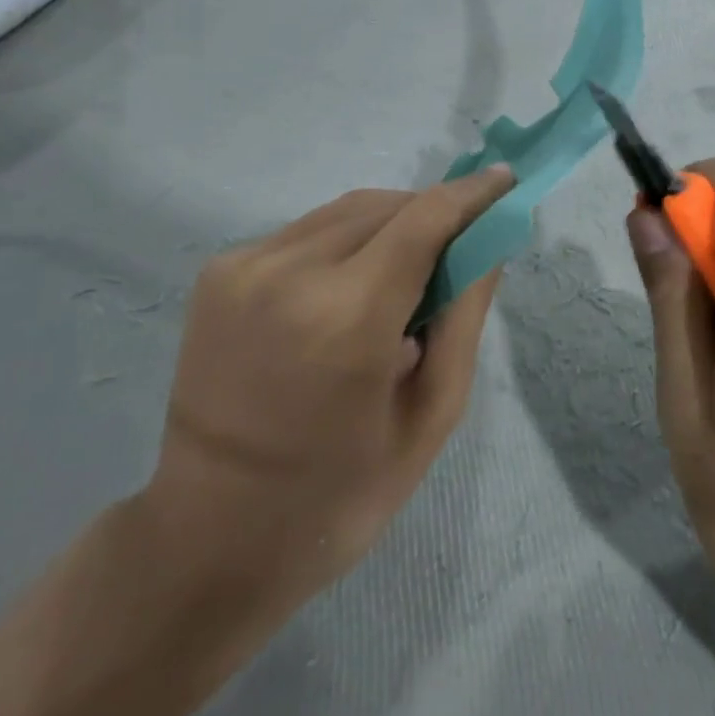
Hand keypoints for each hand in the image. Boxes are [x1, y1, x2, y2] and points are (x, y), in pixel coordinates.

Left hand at [142, 167, 513, 648]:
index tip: (506, 180)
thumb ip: (465, 317)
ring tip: (409, 272)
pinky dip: (345, 242)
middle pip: (385, 206)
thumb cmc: (339, 494)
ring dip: (390, 224)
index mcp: (348, 318)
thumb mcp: (430, 416)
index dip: (471, 194)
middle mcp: (290, 273)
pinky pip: (306, 232)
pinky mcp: (218, 272)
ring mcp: (244, 267)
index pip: (425, 219)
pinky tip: (352, 286)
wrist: (209, 535)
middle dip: (433, 213)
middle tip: (463, 245)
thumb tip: (489, 241)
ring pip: (344, 211)